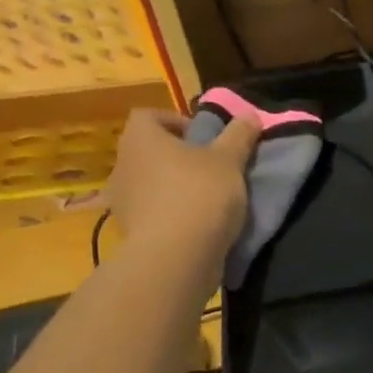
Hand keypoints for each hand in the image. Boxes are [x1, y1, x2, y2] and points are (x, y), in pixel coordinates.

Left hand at [103, 107, 260, 260]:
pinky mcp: (129, 233)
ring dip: (172, 186)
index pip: (148, 116)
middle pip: (148, 151)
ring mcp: (121, 201)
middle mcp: (123, 165)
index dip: (175, 121)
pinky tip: (195, 225)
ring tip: (205, 198)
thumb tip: (250, 114)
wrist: (176, 258)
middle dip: (176, 156)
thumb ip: (238, 135)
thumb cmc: (200, 195)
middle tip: (208, 167)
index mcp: (141, 138)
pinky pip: (151, 213)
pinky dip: (169, 214)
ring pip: (148, 183)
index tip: (203, 137)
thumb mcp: (229, 161)